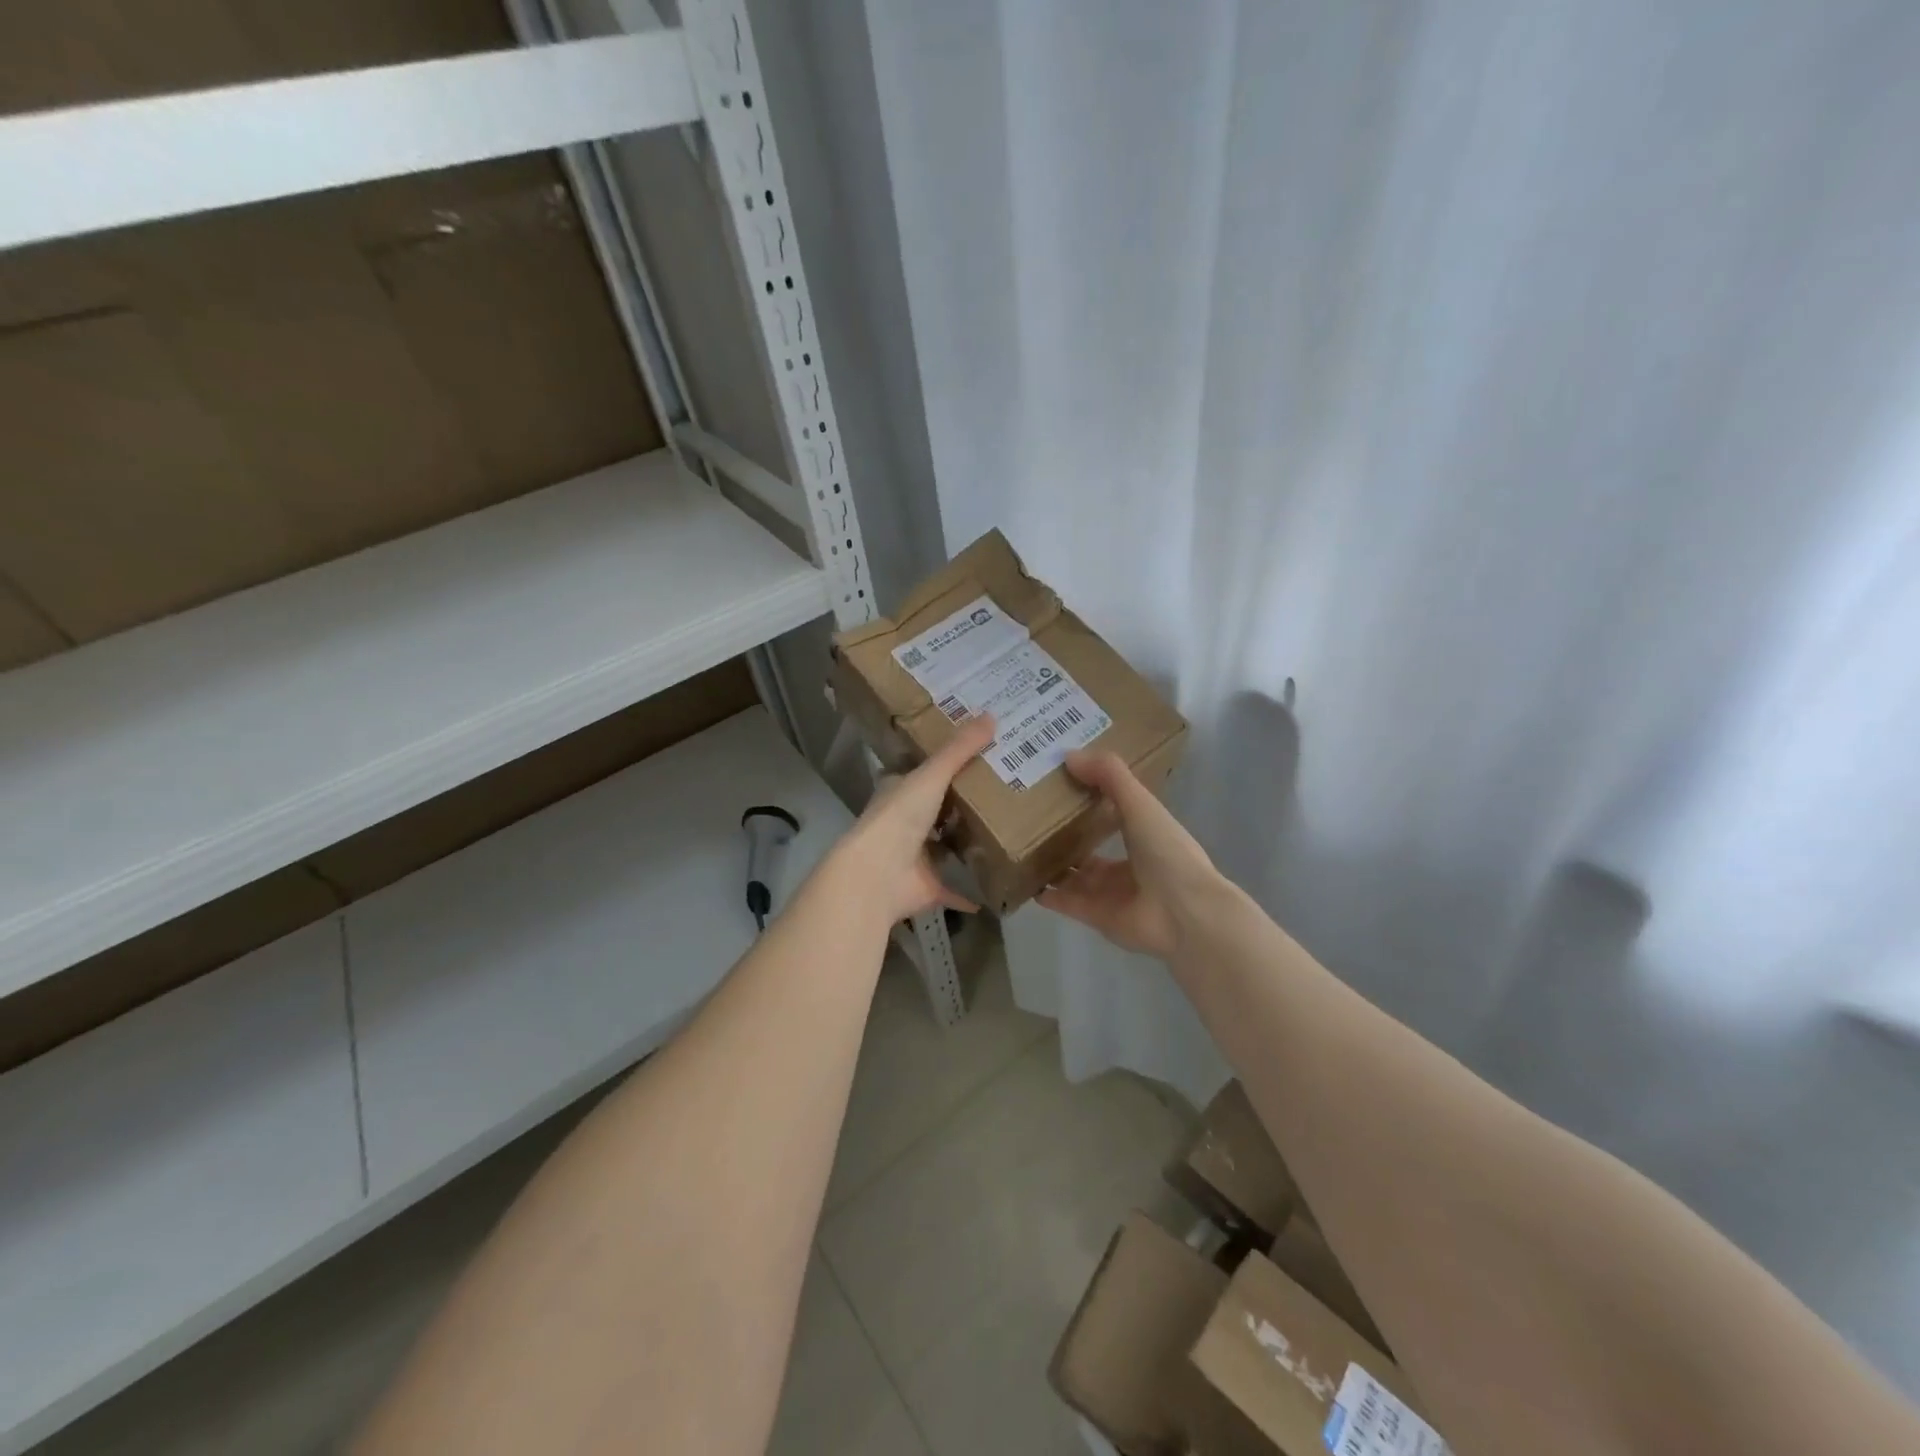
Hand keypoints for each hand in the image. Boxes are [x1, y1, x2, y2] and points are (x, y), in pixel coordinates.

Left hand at [826, 714, 997, 926]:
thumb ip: (960, 750)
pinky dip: (970, 892)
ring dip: (965, 845)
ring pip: (944, 848)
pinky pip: (954, 889)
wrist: (877, 874)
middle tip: (1002, 791)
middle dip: (961, 804)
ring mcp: (914, 858)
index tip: (975, 756)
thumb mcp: (931, 776)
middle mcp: (904, 823)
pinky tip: (995, 888)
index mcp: (899, 792)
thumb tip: (992, 715)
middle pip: (936, 810)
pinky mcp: (927, 887)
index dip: (943, 764)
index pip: (921, 773)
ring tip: (1005, 834)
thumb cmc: (899, 817)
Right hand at [1038, 750, 1222, 960]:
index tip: (1058, 784)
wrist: (1184, 912)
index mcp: (1144, 836)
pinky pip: (1066, 902)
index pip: (1112, 815)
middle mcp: (1128, 865)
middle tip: (1029, 819)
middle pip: (1089, 850)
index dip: (1088, 801)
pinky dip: (1047, 894)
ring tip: (1021, 848)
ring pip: (1075, 877)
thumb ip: (1109, 776)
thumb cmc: (1167, 852)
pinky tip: (1026, 881)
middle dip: (1065, 838)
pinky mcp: (1096, 917)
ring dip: (1053, 865)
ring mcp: (1111, 894)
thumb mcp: (1140, 803)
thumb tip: (1069, 755)